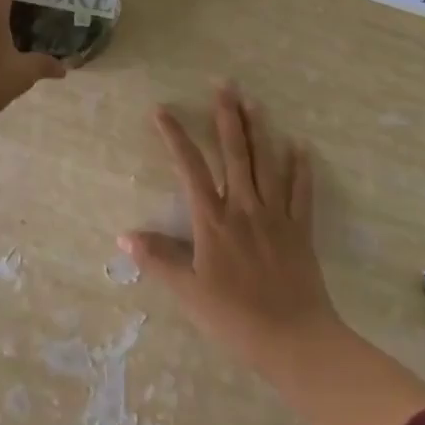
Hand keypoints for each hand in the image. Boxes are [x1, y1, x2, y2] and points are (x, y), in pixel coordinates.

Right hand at [121, 83, 339, 371]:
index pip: (190, 167)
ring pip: (267, 162)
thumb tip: (123, 235)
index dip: (175, 136)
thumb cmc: (234, 317)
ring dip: (260, 130)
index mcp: (213, 220)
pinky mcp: (300, 229)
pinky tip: (300, 146)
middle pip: (234, 152)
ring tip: (254, 101)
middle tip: (224, 84)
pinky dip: (301, 168)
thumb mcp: (189, 293)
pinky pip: (302, 192)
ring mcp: (275, 215)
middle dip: (227, 116)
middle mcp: (244, 206)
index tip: (161, 109)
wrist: (293, 339)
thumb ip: (158, 260)